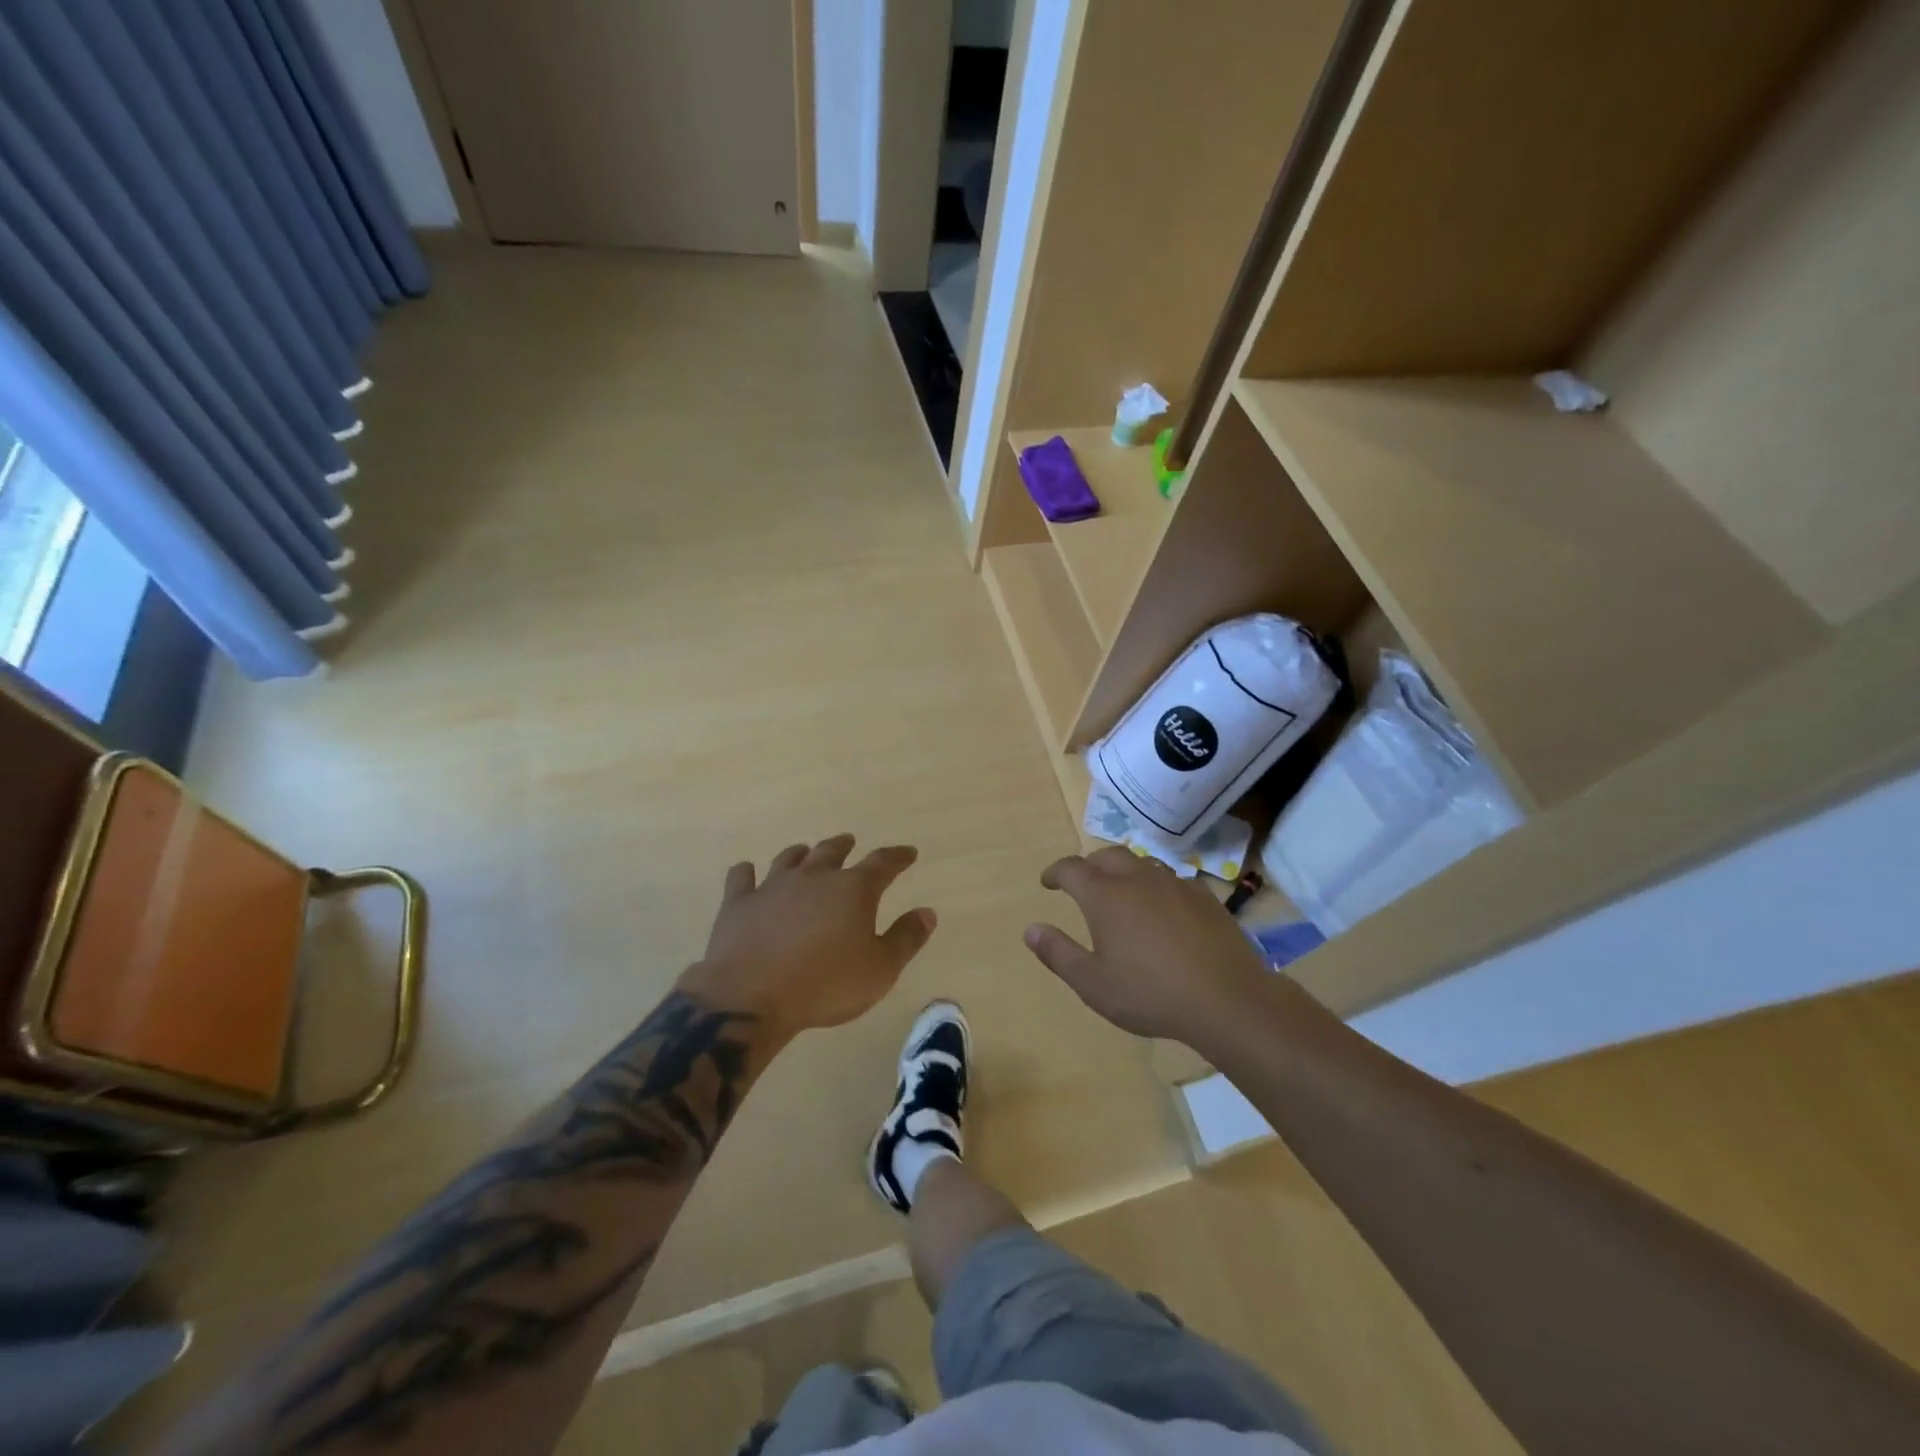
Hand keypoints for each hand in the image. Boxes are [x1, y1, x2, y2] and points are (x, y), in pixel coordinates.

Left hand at [678, 834, 936, 1037]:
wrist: (751, 996)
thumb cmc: (825, 985)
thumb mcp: (880, 969)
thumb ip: (906, 938)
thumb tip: (927, 912)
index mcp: (853, 890)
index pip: (883, 863)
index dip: (898, 857)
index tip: (908, 853)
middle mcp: (814, 877)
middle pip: (832, 851)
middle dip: (844, 845)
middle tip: (850, 841)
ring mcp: (773, 886)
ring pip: (789, 859)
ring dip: (800, 853)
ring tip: (805, 851)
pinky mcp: (739, 903)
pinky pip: (742, 878)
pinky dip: (746, 873)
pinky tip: (747, 872)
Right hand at [1024, 847, 1272, 1046]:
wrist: (1227, 999)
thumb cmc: (1151, 994)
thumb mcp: (1093, 984)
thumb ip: (1058, 953)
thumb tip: (1030, 929)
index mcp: (1105, 896)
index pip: (1072, 868)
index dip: (1056, 872)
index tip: (1048, 882)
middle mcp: (1138, 879)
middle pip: (1107, 856)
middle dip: (1090, 865)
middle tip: (1083, 883)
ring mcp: (1175, 884)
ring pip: (1142, 864)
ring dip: (1124, 872)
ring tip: (1122, 893)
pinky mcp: (1205, 896)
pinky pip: (1172, 880)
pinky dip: (1156, 887)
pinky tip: (1163, 910)